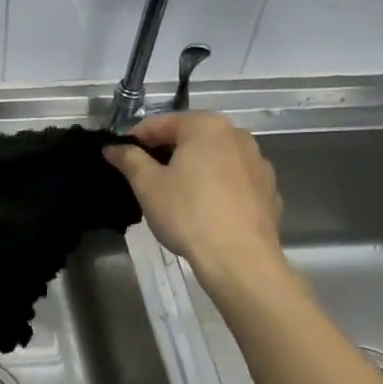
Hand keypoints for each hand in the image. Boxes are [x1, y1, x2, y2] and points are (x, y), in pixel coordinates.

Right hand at [105, 111, 286, 277]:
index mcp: (206, 126)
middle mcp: (237, 135)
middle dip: (166, 152)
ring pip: (214, 158)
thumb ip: (129, 159)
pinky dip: (216, 186)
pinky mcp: (269, 190)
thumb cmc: (188, 213)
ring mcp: (258, 162)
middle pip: (190, 137)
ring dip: (193, 168)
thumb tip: (113, 147)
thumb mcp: (147, 185)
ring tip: (175, 194)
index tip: (120, 158)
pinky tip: (205, 209)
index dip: (135, 139)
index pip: (160, 124)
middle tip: (144, 177)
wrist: (240, 259)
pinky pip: (234, 180)